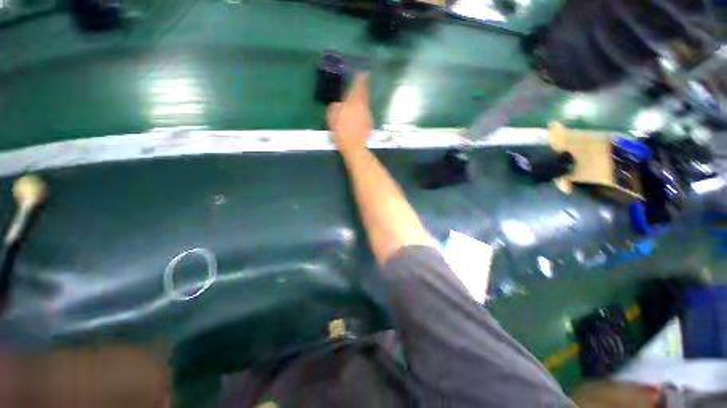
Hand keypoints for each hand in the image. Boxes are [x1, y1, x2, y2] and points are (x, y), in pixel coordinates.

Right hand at [327, 73, 373, 154]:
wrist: (354, 148)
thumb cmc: (341, 132)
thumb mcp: (332, 119)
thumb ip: (334, 108)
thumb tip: (338, 104)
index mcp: (353, 103)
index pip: (359, 87)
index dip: (361, 79)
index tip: (363, 73)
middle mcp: (363, 107)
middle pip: (364, 95)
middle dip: (362, 90)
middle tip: (361, 85)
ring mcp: (368, 116)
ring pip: (365, 106)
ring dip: (361, 104)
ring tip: (356, 105)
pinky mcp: (370, 125)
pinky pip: (365, 115)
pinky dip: (362, 115)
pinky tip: (357, 120)